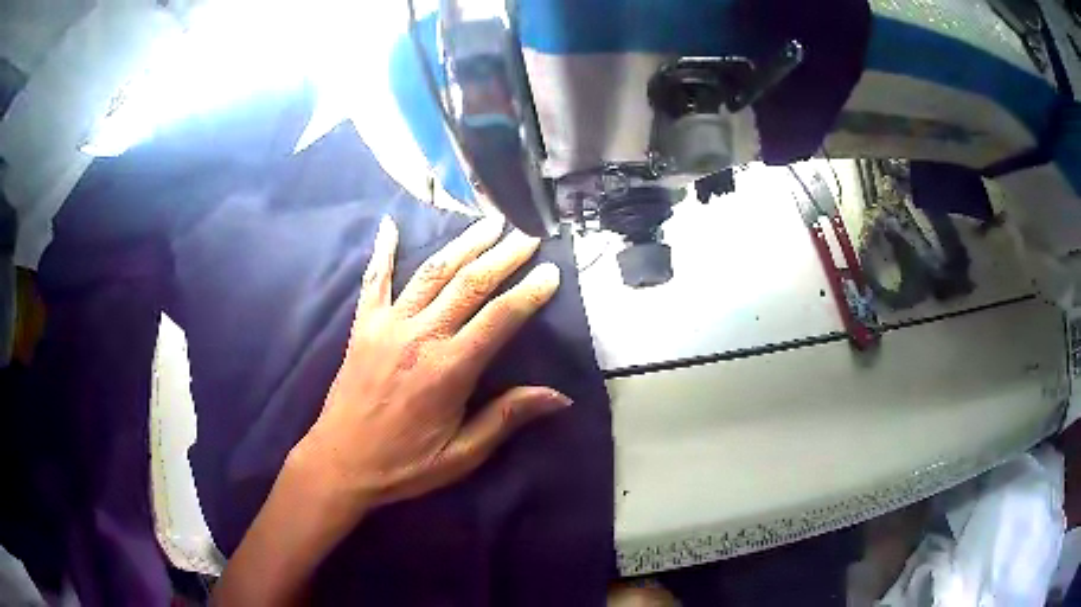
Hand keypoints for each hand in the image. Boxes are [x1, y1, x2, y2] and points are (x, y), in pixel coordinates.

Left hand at [290, 215, 569, 515]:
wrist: (341, 462)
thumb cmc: (405, 464)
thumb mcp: (462, 454)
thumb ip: (506, 418)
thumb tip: (559, 396)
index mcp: (448, 369)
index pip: (499, 318)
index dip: (529, 292)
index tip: (551, 271)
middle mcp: (420, 336)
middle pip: (469, 284)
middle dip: (503, 255)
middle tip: (528, 233)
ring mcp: (387, 325)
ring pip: (431, 272)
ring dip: (463, 244)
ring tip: (488, 222)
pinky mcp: (363, 325)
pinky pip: (374, 280)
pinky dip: (382, 250)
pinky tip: (390, 224)